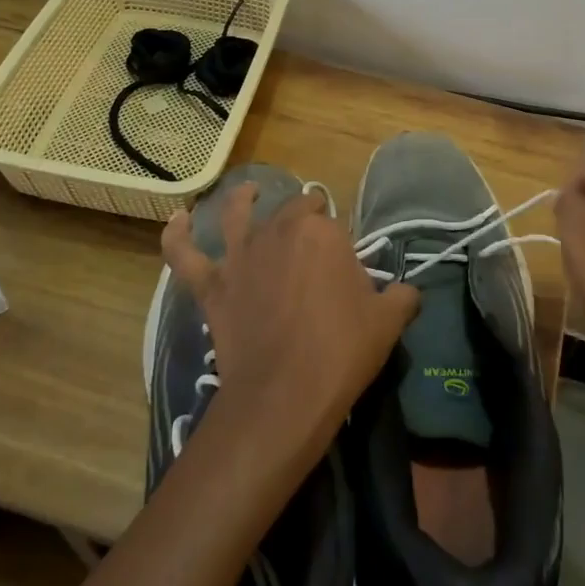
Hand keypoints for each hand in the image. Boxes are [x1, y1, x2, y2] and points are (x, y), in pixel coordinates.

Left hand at [161, 184, 417, 463]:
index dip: (341, 243)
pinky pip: (185, 254)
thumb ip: (402, 296)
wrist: (285, 394)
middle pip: (292, 214)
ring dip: (243, 200)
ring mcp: (240, 256)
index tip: (347, 269)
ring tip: (249, 191)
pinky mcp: (212, 286)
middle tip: (316, 244)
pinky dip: (176, 234)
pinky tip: (178, 218)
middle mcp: (278, 232)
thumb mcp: (388, 321)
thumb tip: (408, 291)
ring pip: (237, 215)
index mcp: (322, 233)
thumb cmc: (342, 351)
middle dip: (306, 219)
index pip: (333, 224)